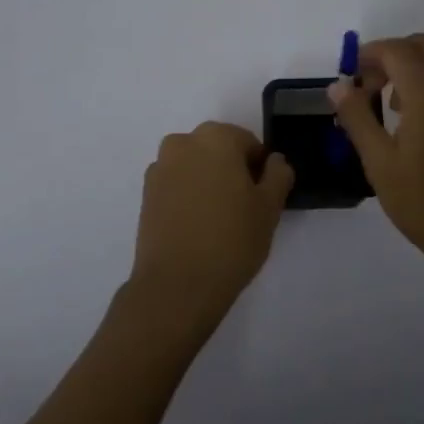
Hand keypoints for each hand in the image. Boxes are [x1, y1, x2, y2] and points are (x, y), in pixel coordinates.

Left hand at [131, 121, 294, 324]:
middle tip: (244, 209)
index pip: (249, 144)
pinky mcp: (145, 195)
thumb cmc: (232, 240)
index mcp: (216, 137)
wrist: (176, 285)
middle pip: (219, 151)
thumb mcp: (270, 207)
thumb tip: (274, 161)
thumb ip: (278, 175)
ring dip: (209, 183)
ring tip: (219, 221)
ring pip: (196, 168)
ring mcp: (159, 168)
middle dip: (232, 172)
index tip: (263, 198)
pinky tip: (197, 227)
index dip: (260, 170)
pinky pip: (177, 186)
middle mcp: (183, 143)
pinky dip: (188, 197)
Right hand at [327, 34, 423, 275]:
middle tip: (366, 86)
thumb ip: (357, 118)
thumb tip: (338, 86)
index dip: (369, 54)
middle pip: (421, 46)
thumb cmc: (423, 201)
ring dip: (409, 68)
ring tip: (385, 104)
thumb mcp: (379, 162)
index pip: (397, 50)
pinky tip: (408, 120)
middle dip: (389, 55)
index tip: (348, 77)